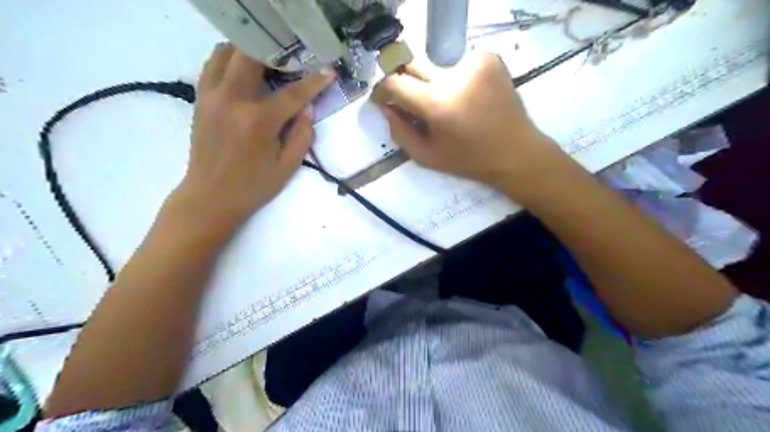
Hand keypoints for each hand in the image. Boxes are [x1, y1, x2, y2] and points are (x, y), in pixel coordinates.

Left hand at [177, 43, 333, 226]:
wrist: (210, 197)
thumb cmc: (253, 187)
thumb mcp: (287, 167)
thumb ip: (302, 135)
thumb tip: (308, 108)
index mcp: (259, 121)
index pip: (293, 93)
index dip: (315, 81)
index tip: (329, 70)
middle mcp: (232, 100)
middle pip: (252, 55)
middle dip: (276, 52)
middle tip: (292, 60)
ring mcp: (211, 96)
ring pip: (226, 52)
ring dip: (249, 51)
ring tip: (268, 62)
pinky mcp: (200, 99)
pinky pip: (212, 65)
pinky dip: (229, 60)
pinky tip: (244, 73)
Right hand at [374, 53, 570, 198]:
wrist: (515, 151)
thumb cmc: (468, 160)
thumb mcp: (427, 157)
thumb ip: (399, 132)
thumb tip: (386, 108)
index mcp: (437, 103)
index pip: (394, 83)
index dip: (382, 91)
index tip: (381, 100)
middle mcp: (454, 75)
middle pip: (413, 67)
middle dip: (406, 84)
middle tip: (412, 103)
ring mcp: (474, 62)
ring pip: (435, 66)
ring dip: (432, 83)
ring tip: (446, 105)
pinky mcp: (489, 58)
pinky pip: (457, 63)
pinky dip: (454, 78)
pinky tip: (465, 96)